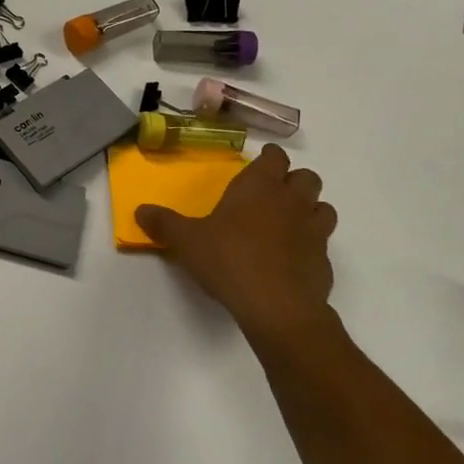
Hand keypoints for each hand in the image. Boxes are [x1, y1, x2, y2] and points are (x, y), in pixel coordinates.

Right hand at [135, 145, 338, 345]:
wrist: (276, 305)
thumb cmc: (229, 260)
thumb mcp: (186, 241)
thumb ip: (164, 223)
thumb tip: (139, 211)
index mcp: (260, 186)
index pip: (275, 157)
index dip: (269, 157)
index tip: (261, 162)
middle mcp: (292, 201)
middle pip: (307, 177)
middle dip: (293, 181)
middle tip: (274, 194)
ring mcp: (314, 230)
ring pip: (323, 207)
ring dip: (310, 210)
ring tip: (289, 223)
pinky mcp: (324, 261)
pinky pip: (322, 243)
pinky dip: (311, 245)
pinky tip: (292, 260)